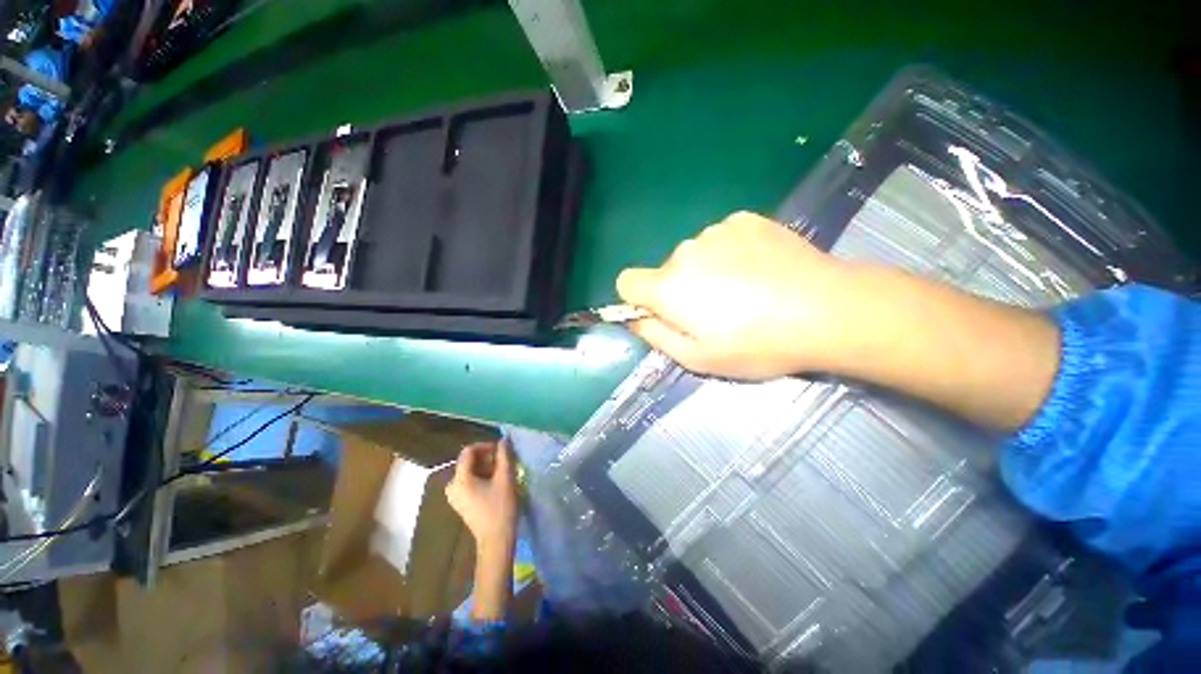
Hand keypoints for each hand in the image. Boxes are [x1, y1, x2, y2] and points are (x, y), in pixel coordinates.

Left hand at [445, 440, 517, 552]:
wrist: (496, 541)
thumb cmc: (500, 508)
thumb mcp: (505, 478)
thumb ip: (504, 456)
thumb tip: (504, 440)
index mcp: (460, 479)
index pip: (468, 451)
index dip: (486, 446)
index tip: (501, 451)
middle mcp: (452, 486)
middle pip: (468, 461)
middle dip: (487, 457)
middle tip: (504, 462)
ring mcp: (455, 495)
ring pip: (470, 471)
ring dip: (486, 467)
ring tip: (502, 472)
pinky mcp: (460, 502)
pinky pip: (469, 481)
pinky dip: (482, 476)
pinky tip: (495, 483)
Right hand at [616, 211, 851, 379]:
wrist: (826, 309)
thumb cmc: (756, 344)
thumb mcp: (697, 358)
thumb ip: (656, 336)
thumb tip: (636, 319)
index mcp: (668, 287)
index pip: (627, 282)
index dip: (638, 300)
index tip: (662, 314)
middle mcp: (684, 251)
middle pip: (666, 271)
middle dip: (680, 290)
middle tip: (717, 312)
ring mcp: (716, 230)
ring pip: (695, 255)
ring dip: (707, 271)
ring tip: (744, 291)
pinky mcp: (745, 220)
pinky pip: (722, 239)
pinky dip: (731, 254)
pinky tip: (760, 270)